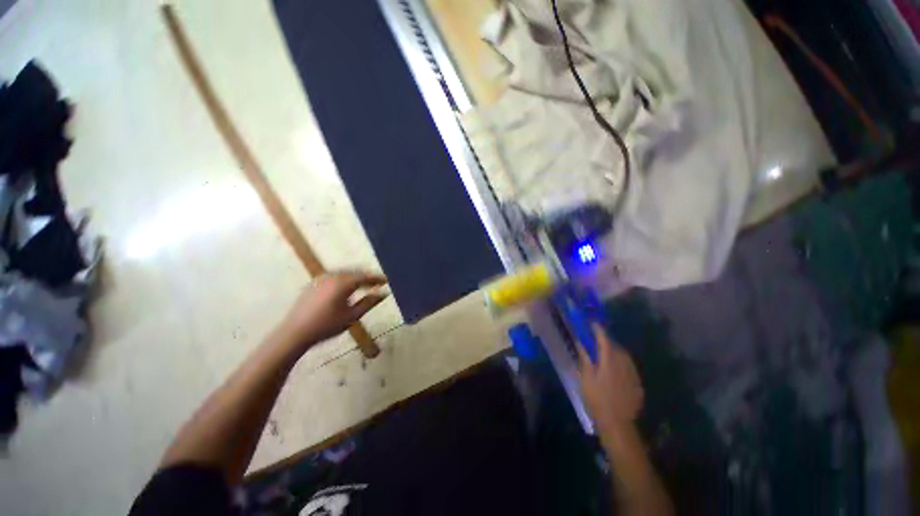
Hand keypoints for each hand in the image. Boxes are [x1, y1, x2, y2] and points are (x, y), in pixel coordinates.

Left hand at [276, 271, 387, 351]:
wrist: (294, 333)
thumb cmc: (326, 326)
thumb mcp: (352, 316)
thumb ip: (369, 302)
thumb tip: (384, 293)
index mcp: (343, 283)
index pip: (365, 276)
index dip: (377, 278)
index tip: (387, 280)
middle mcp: (332, 276)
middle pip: (355, 272)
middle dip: (367, 277)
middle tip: (377, 283)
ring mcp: (321, 278)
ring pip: (344, 273)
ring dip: (356, 277)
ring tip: (364, 285)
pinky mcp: (314, 283)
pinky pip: (334, 276)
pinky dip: (345, 279)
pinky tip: (347, 288)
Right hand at [577, 324, 643, 433]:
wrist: (617, 422)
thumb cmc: (596, 397)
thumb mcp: (586, 376)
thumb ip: (584, 357)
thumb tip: (580, 341)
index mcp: (609, 359)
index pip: (603, 338)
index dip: (597, 329)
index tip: (591, 323)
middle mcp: (624, 362)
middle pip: (615, 345)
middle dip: (605, 341)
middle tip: (595, 342)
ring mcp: (633, 372)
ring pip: (623, 355)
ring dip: (613, 352)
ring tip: (603, 356)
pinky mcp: (637, 382)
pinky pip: (628, 366)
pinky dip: (620, 364)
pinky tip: (614, 372)